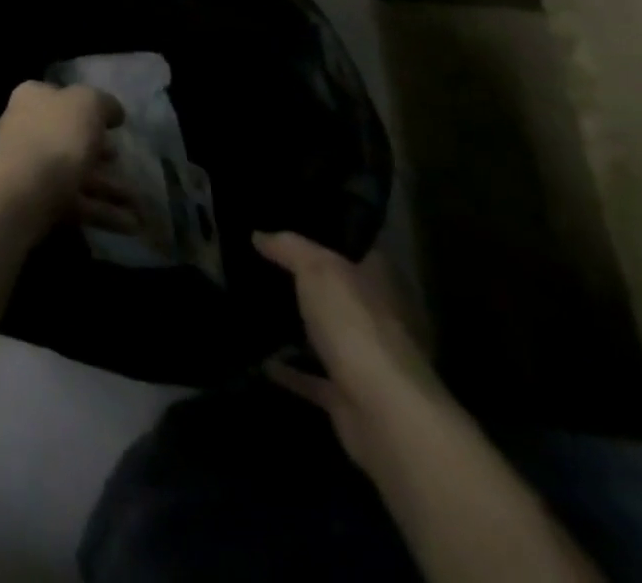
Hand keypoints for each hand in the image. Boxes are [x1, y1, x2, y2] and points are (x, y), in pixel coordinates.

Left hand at [0, 81, 130, 234]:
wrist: (27, 190)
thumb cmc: (57, 135)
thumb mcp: (88, 103)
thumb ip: (103, 103)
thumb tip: (113, 112)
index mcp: (31, 98)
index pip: (60, 96)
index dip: (87, 107)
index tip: (112, 124)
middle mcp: (26, 127)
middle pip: (70, 137)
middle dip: (102, 153)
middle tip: (124, 161)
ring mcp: (30, 165)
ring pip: (77, 172)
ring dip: (110, 188)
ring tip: (140, 204)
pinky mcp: (38, 198)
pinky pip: (76, 202)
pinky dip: (103, 211)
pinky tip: (131, 225)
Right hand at [254, 231, 439, 464]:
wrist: (385, 415)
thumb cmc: (357, 327)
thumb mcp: (318, 269)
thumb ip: (289, 248)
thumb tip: (260, 236)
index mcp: (382, 286)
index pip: (358, 252)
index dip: (328, 237)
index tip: (291, 227)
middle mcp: (381, 322)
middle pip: (341, 294)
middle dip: (309, 284)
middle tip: (263, 263)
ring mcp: (367, 362)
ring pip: (328, 336)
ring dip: (300, 328)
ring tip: (256, 306)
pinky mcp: (349, 397)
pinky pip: (312, 377)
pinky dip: (289, 370)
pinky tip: (259, 357)